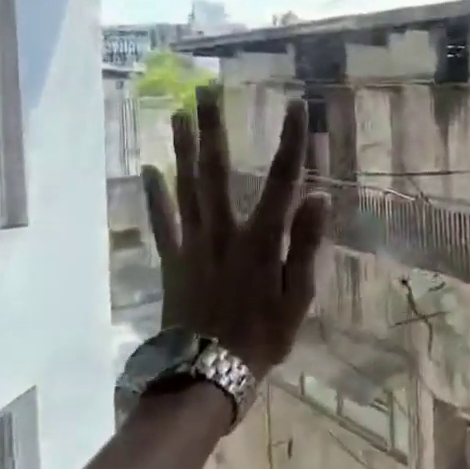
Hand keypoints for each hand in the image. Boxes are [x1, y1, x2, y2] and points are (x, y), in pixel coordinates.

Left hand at [141, 89, 329, 376]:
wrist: (205, 377)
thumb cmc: (262, 338)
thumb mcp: (298, 298)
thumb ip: (306, 246)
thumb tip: (320, 198)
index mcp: (261, 241)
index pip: (282, 181)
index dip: (291, 142)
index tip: (297, 106)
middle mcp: (224, 232)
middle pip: (218, 172)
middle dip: (214, 129)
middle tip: (205, 91)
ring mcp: (192, 244)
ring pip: (186, 188)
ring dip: (183, 149)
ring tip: (178, 114)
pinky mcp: (171, 261)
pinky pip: (161, 222)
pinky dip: (154, 195)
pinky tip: (149, 169)